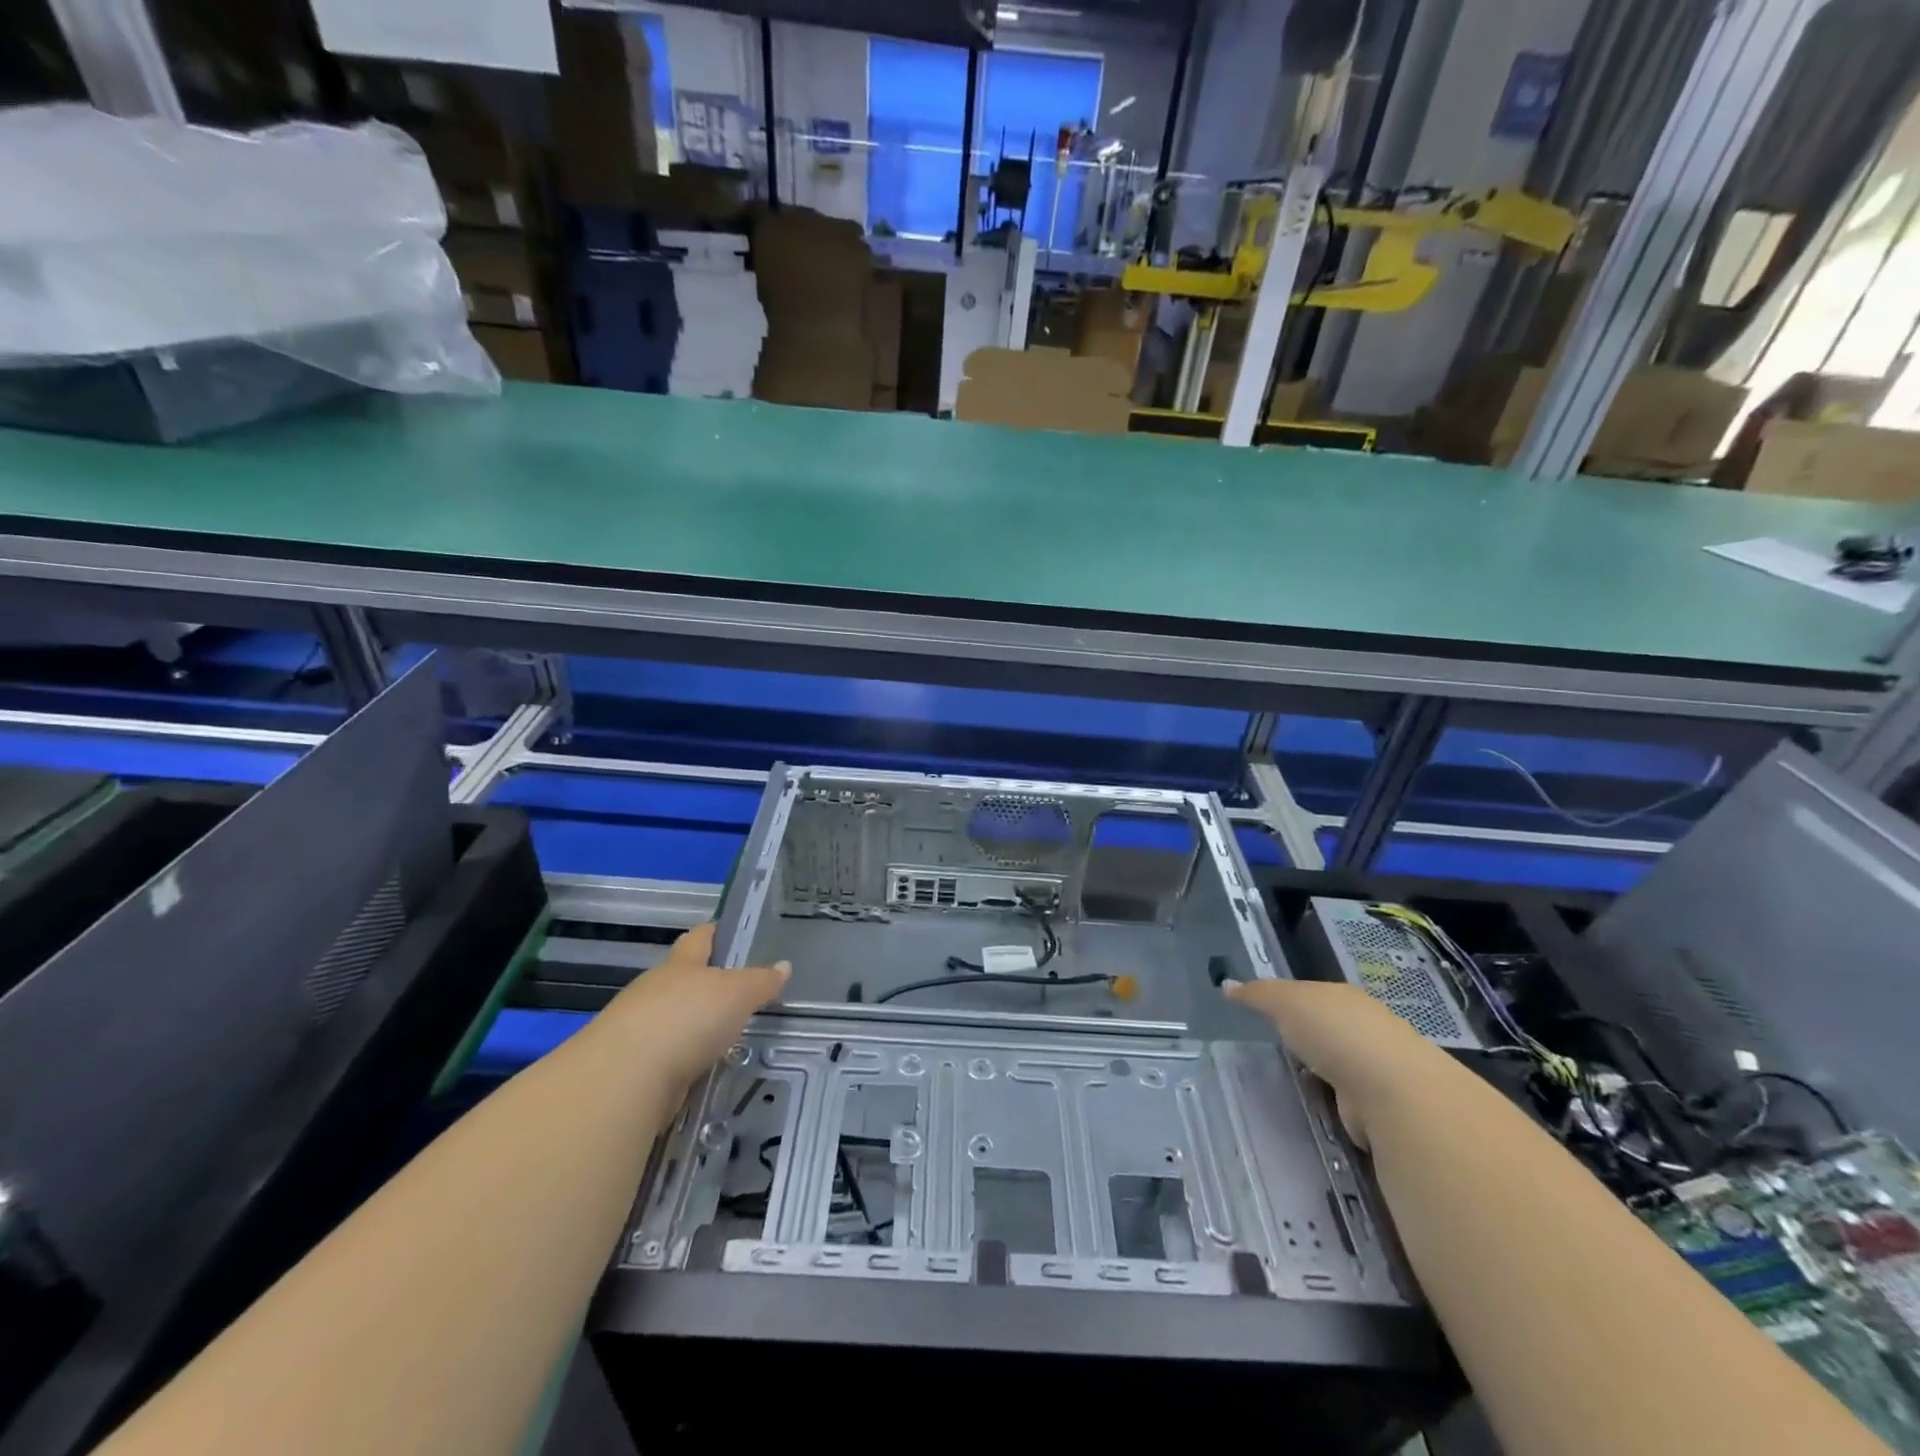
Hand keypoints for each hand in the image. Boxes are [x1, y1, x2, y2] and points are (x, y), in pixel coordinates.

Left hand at [602, 923, 789, 1087]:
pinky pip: (667, 1057)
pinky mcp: (632, 1068)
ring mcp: (638, 1029)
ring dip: (694, 1027)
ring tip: (727, 1037)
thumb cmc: (686, 1019)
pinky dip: (685, 1061)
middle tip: (741, 994)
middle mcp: (654, 990)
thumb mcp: (737, 994)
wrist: (625, 1080)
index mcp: (680, 965)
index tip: (732, 932)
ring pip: (673, 1019)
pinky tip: (704, 1070)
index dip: (716, 932)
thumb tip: (784, 965)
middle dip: (707, 984)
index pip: (699, 937)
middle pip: (683, 979)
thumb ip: (761, 981)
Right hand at [1225, 978, 1434, 1147]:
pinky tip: (1312, 1112)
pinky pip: (1344, 1104)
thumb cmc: (1335, 1032)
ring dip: (1321, 1078)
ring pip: (1337, 1069)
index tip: (1265, 1015)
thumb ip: (1258, 995)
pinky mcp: (1378, 1110)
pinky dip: (1331, 1107)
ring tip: (1286, 1086)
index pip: (1311, 995)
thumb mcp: (1286, 1002)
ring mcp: (1375, 1071)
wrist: (1392, 1090)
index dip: (1288, 1002)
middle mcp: (1364, 1029)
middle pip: (1327, 1031)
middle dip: (1306, 1041)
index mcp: (1343, 998)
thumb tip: (1226, 985)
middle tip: (1271, 1051)